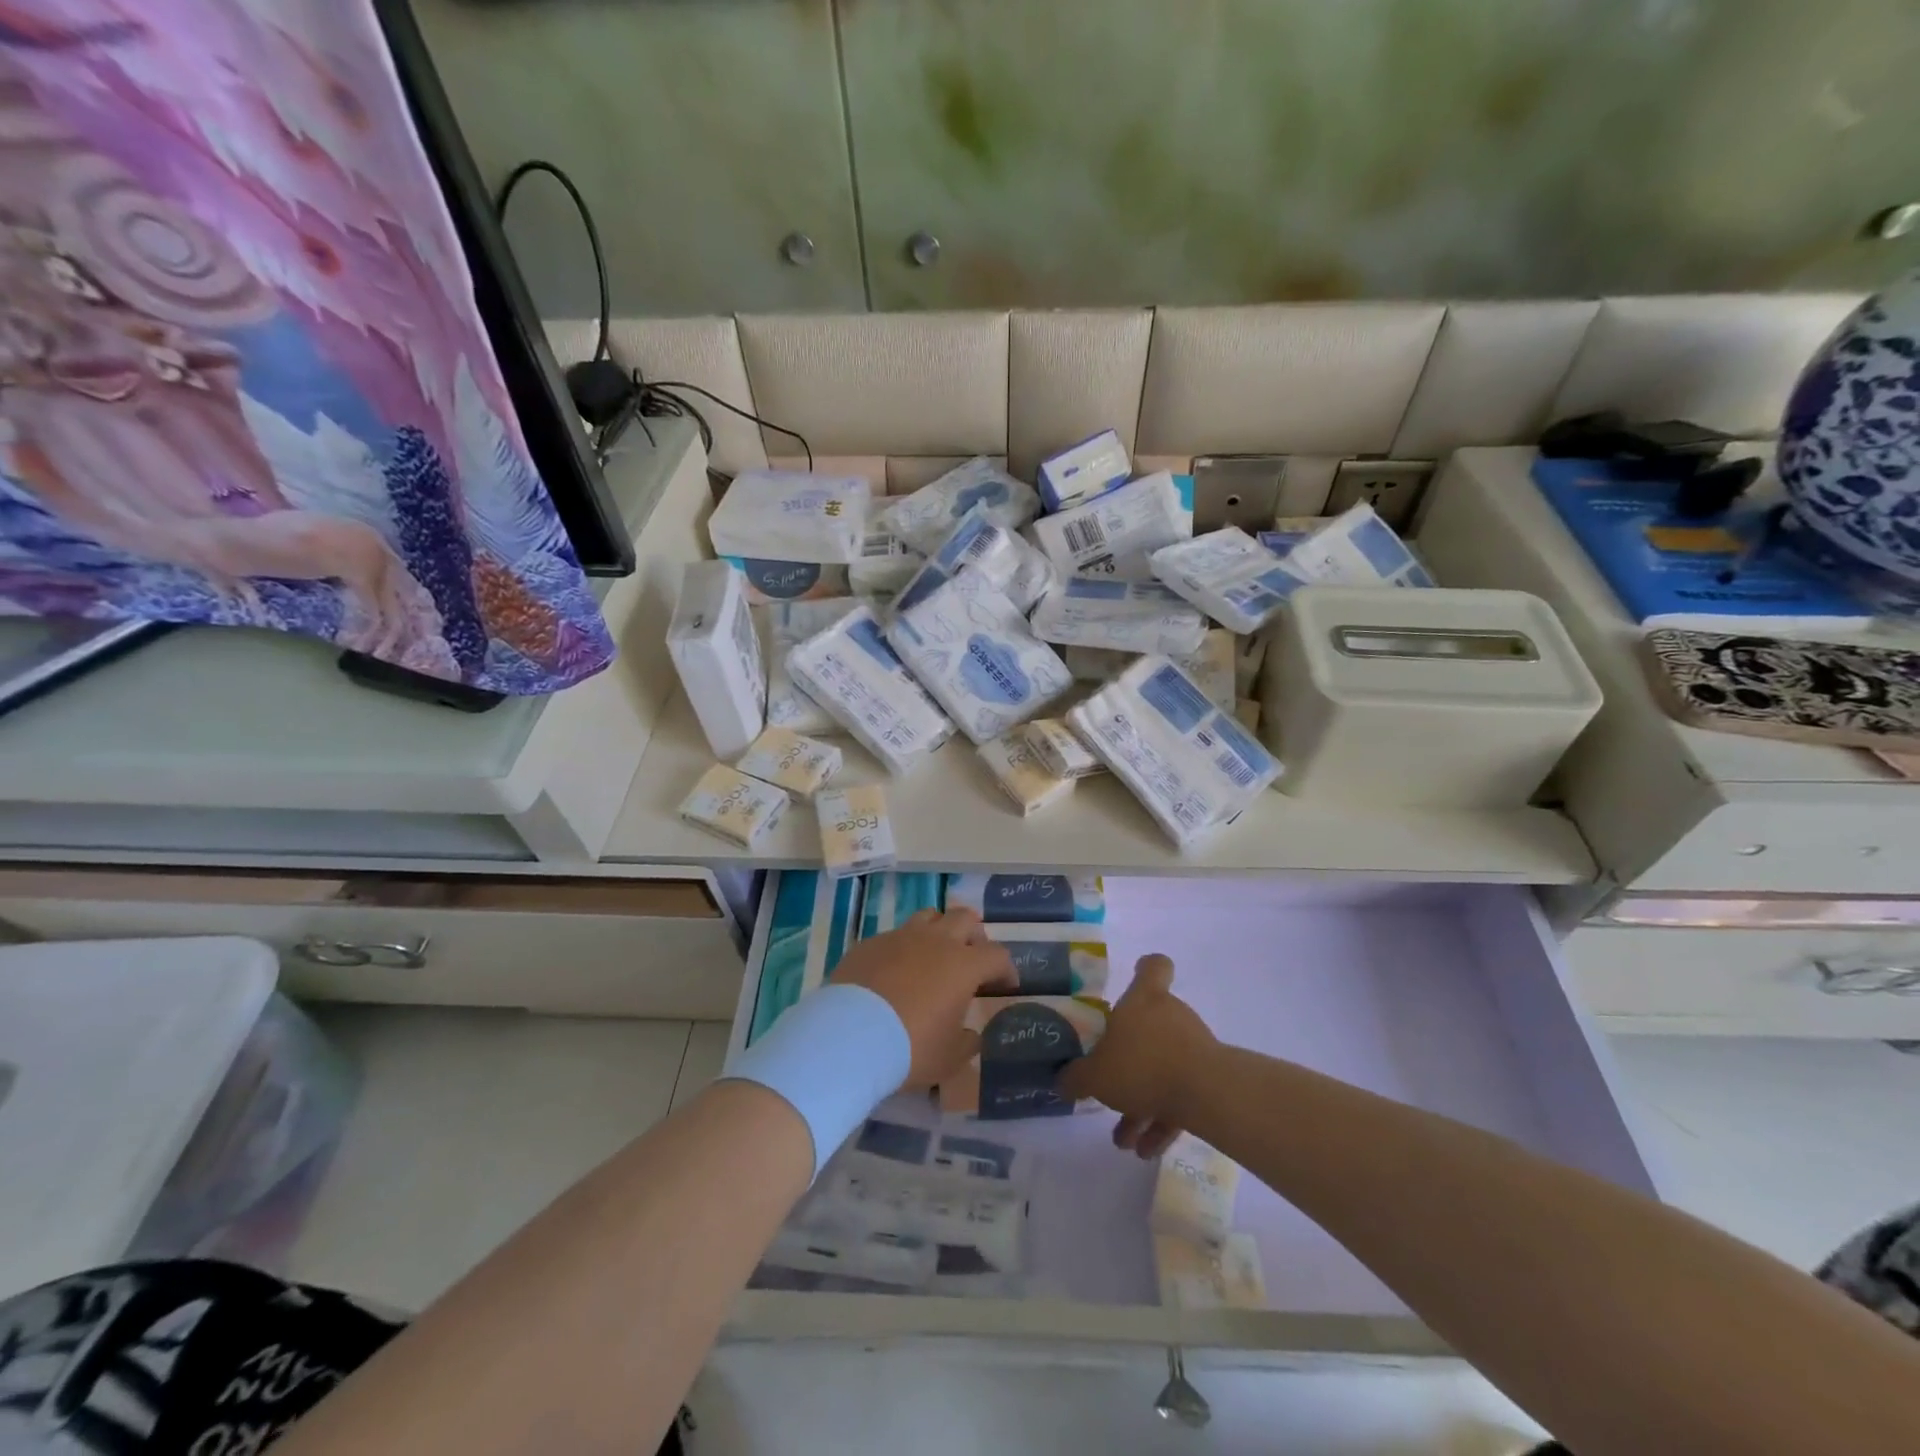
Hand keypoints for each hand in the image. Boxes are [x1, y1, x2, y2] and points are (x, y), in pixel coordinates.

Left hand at [829, 907, 1015, 1088]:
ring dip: (939, 930)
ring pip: (929, 916)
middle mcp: (936, 941)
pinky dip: (903, 948)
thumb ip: (967, 1042)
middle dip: (974, 935)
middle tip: (972, 958)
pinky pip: (895, 936)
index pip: (997, 955)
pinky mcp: (870, 943)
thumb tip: (970, 1035)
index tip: (1005, 985)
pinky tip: (895, 971)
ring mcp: (900, 937)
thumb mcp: (949, 1058)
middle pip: (965, 918)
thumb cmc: (910, 1048)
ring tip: (934, 954)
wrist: (849, 1036)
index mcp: (963, 965)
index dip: (1006, 968)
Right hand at [1060, 954, 1215, 1158]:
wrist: (1206, 1094)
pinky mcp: (1209, 1079)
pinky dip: (1162, 1119)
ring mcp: (1194, 1047)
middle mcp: (1171, 1015)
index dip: (1145, 969)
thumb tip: (1062, 1080)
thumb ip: (1075, 1078)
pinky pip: (1178, 1095)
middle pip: (1150, 1026)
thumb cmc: (1142, 1065)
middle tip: (1110, 1086)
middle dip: (1128, 1061)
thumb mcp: (1094, 1075)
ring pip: (1161, 1068)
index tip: (1136, 978)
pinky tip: (1145, 1150)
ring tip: (1123, 1138)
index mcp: (1144, 999)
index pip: (1153, 966)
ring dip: (1141, 1101)